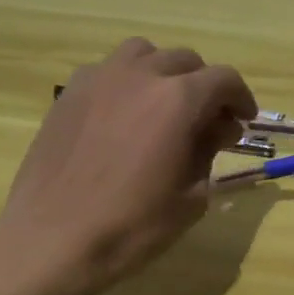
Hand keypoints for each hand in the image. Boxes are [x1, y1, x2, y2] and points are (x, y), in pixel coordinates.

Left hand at [0, 38, 255, 293]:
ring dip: (163, 72)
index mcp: (178, 100)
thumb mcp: (190, 197)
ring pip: (143, 54)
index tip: (243, 120)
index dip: (241, 97)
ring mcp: (99, 79)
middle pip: (185, 61)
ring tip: (163, 106)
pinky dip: (127, 82)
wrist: (51, 240)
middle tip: (207, 120)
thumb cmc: (131, 226)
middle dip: (204, 86)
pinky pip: (108, 70)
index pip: (223, 79)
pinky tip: (122, 116)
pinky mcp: (69, 93)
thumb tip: (217, 128)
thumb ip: (209, 152)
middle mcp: (140, 75)